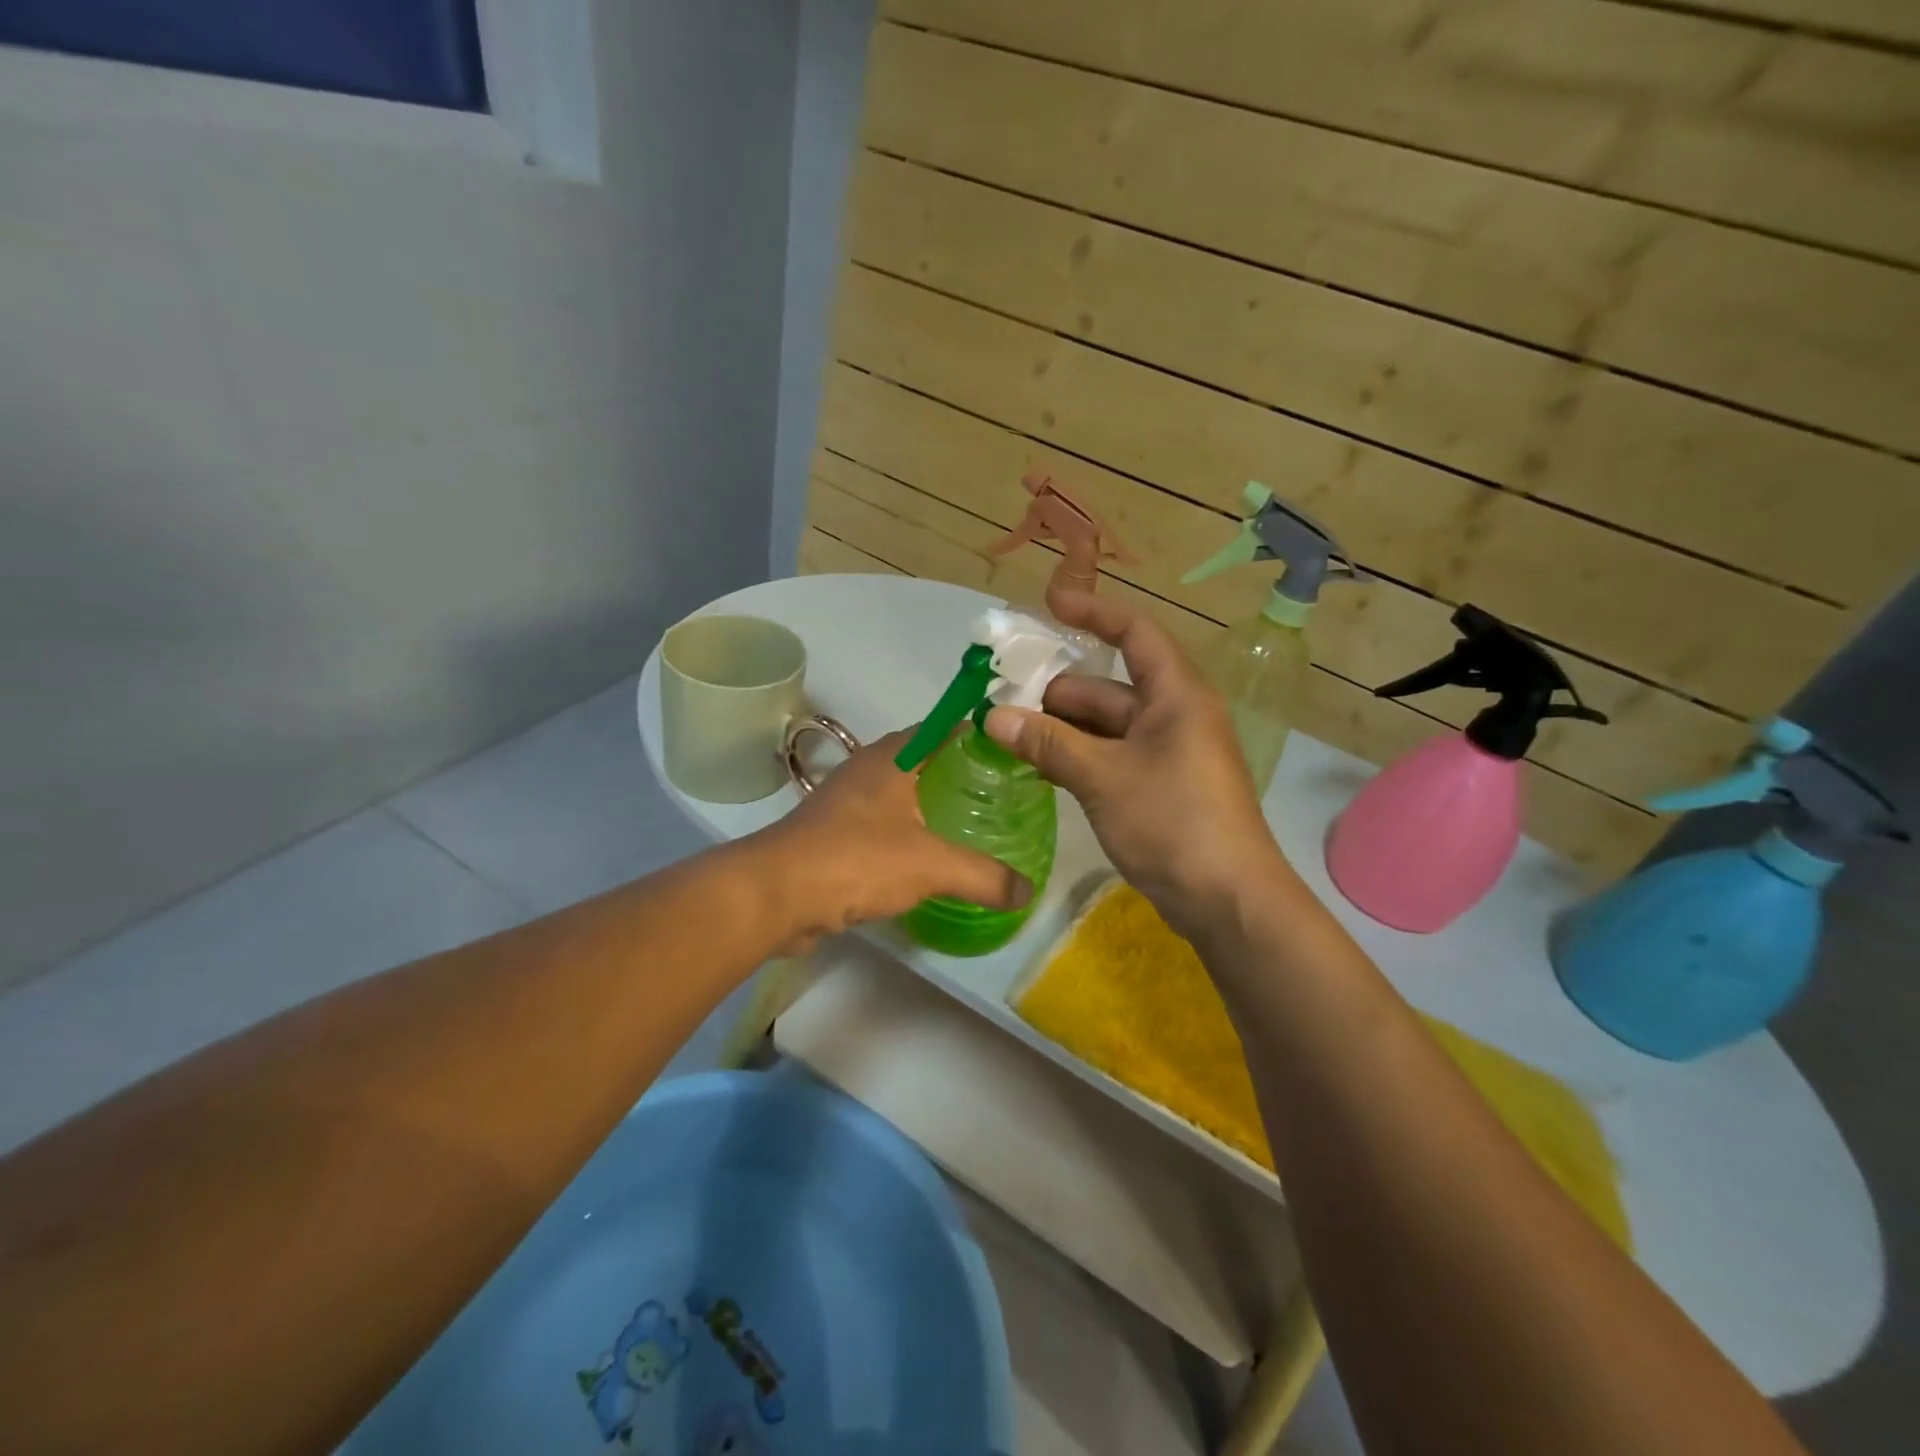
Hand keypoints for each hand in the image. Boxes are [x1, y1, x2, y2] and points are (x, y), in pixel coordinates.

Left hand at [754, 727, 1031, 951]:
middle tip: (1001, 795)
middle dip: (961, 773)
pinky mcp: (834, 833)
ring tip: (973, 825)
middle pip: (926, 760)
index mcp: (894, 757)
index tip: (1013, 754)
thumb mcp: (932, 865)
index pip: (945, 728)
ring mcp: (847, 801)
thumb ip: (984, 876)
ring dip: (932, 804)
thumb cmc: (857, 859)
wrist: (776, 893)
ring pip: (902, 793)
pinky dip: (908, 833)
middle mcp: (869, 769)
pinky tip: (930, 859)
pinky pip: (883, 824)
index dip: (980, 735)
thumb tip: (1028, 892)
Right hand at [984, 592, 1284, 939]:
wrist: (1228, 900)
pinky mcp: (1160, 787)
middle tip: (1001, 701)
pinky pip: (1111, 757)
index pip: (1134, 634)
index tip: (1049, 608)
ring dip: (1061, 730)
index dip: (1093, 615)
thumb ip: (1048, 743)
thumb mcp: (1103, 777)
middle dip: (1057, 692)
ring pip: (1106, 726)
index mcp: (1176, 695)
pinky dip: (1078, 758)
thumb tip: (991, 716)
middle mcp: (1174, 715)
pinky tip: (1039, 768)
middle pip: (1108, 687)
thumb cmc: (1173, 822)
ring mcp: (1168, 753)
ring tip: (1009, 737)